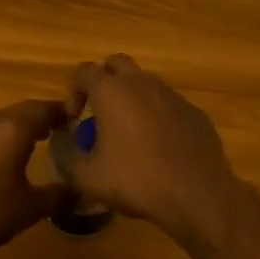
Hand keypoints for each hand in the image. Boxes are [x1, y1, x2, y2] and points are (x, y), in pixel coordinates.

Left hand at [0, 99, 70, 258]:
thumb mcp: (30, 209)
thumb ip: (58, 196)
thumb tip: (80, 192)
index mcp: (13, 130)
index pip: (43, 109)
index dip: (61, 111)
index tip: (75, 117)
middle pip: (21, 110)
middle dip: (40, 116)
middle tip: (57, 128)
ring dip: (17, 126)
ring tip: (31, 142)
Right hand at [63, 54, 241, 241]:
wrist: (198, 194)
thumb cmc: (137, 180)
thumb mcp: (88, 177)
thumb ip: (66, 156)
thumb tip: (61, 142)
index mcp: (111, 91)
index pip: (84, 71)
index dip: (74, 91)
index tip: (75, 119)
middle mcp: (141, 82)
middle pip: (117, 63)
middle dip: (104, 81)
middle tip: (101, 113)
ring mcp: (172, 94)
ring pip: (145, 82)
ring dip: (132, 98)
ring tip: (130, 133)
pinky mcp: (194, 111)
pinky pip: (168, 104)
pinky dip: (158, 116)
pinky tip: (160, 147)